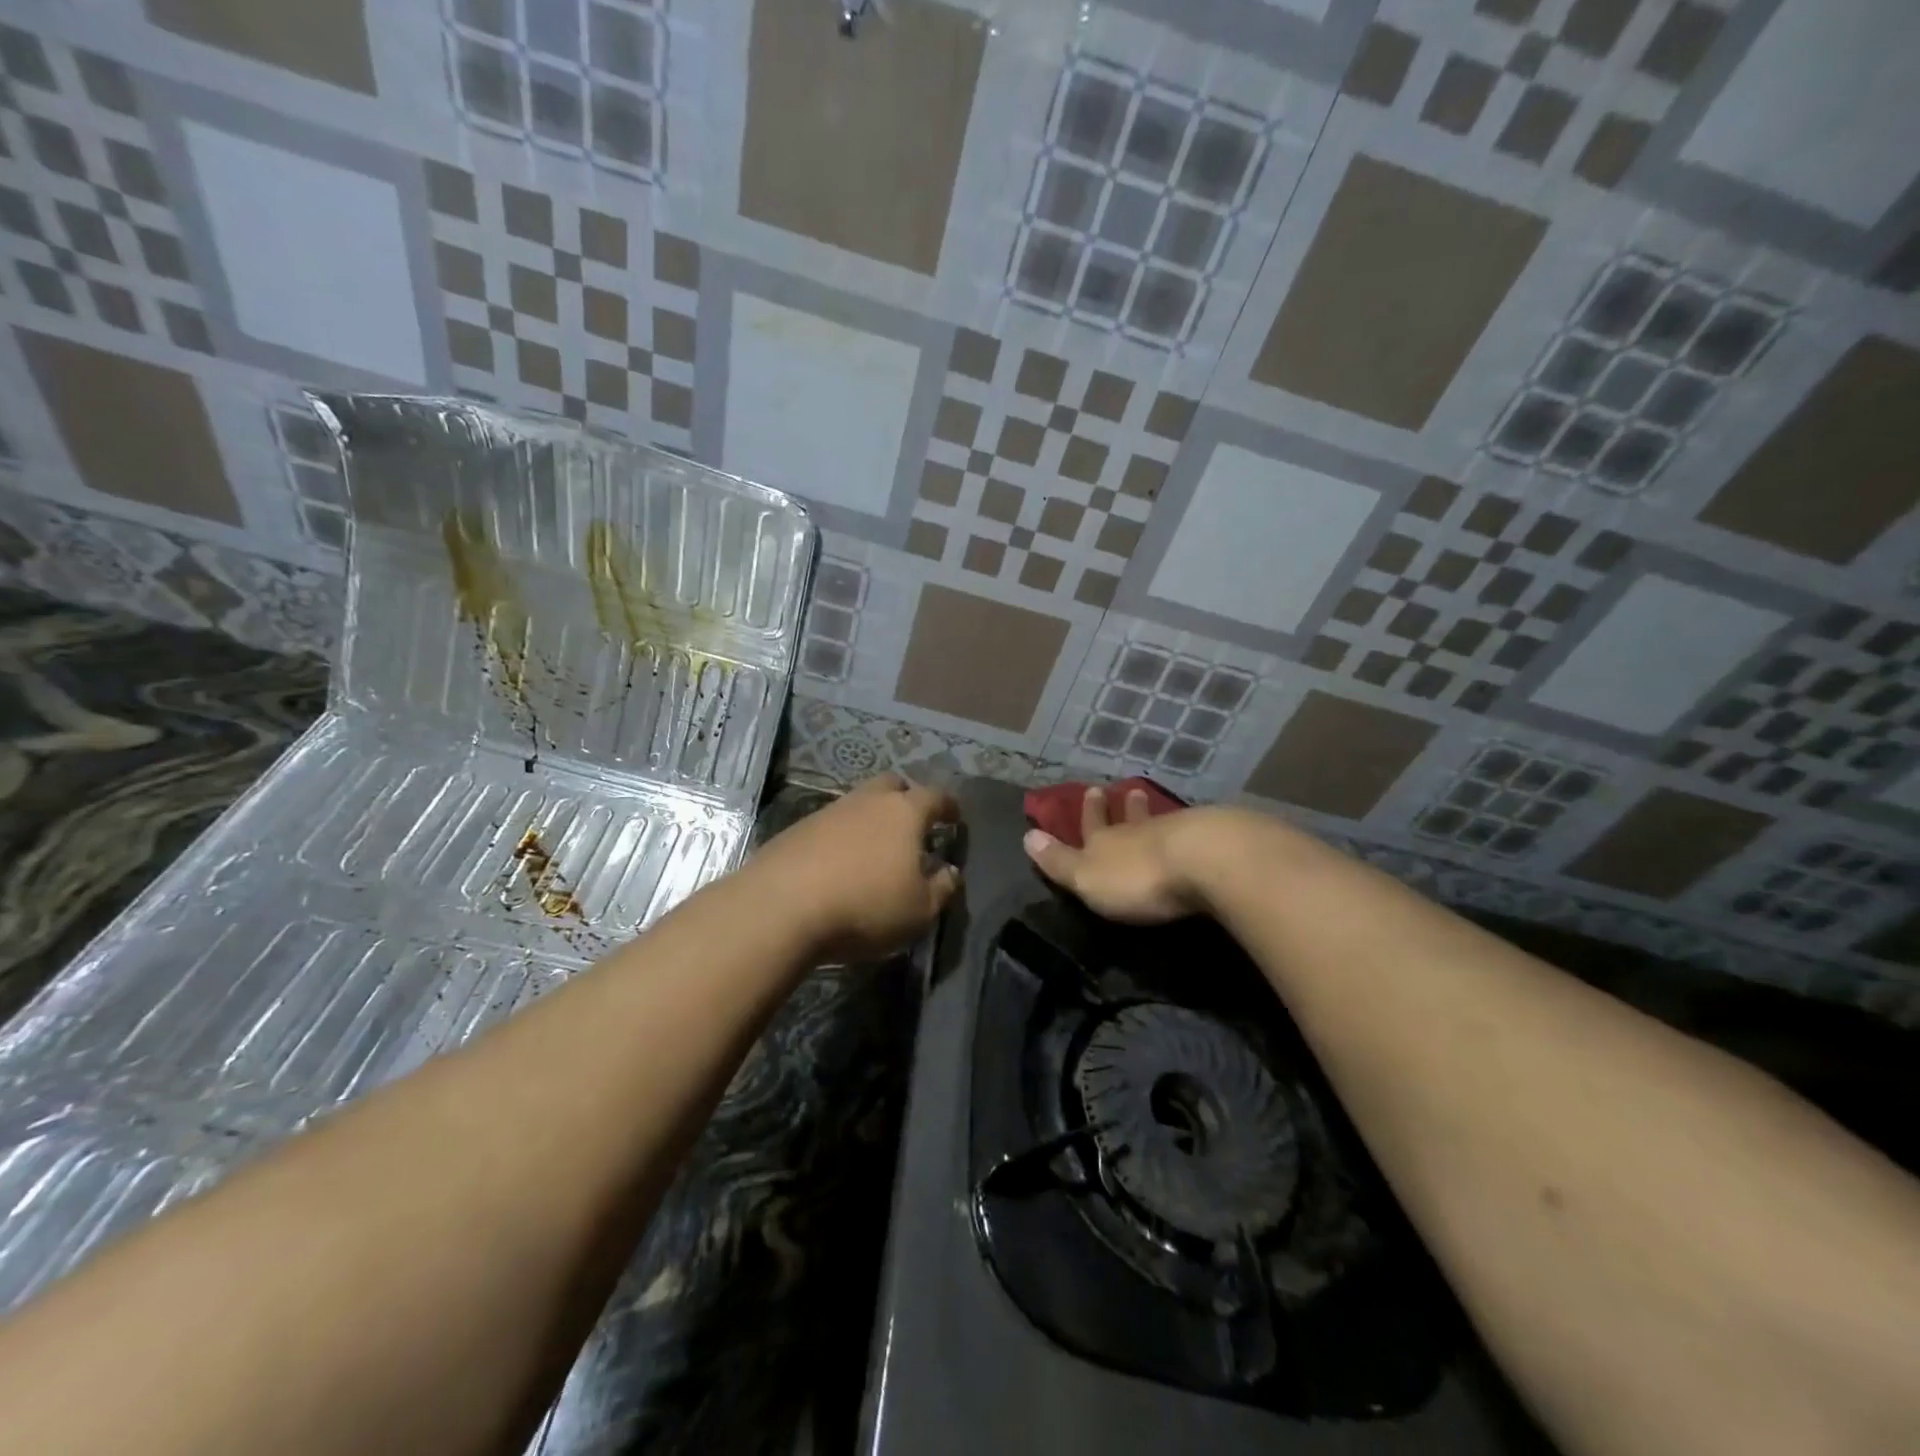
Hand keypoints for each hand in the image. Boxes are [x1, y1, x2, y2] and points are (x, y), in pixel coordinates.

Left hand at [750, 773, 960, 961]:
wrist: (781, 907)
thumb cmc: (865, 906)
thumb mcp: (919, 910)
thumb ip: (941, 888)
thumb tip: (950, 872)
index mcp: (904, 812)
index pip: (936, 796)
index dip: (948, 806)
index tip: (955, 817)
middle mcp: (867, 801)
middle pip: (892, 784)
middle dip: (906, 797)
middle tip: (912, 823)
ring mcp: (828, 811)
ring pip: (858, 803)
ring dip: (870, 819)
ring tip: (875, 850)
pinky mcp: (796, 830)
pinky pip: (830, 825)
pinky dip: (841, 838)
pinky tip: (839, 865)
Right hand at [1023, 784, 1208, 923]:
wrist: (1204, 862)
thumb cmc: (1137, 877)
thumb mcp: (1087, 877)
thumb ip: (1059, 861)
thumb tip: (1027, 836)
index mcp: (1105, 842)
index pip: (1092, 824)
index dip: (1090, 812)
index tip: (1091, 790)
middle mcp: (1139, 832)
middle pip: (1129, 817)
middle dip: (1123, 807)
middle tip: (1126, 790)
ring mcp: (1177, 833)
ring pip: (1159, 821)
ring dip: (1151, 812)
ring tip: (1149, 799)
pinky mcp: (1212, 843)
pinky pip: (1191, 832)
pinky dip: (1185, 830)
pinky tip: (1191, 828)